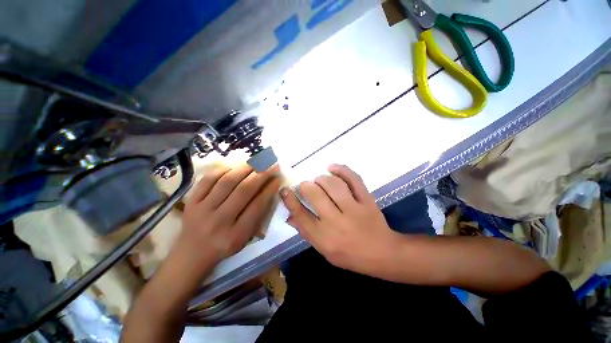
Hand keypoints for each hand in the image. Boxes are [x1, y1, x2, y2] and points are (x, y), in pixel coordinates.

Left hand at [178, 164, 280, 268]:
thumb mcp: (246, 237)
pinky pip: (207, 180)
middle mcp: (219, 221)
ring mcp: (202, 210)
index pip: (257, 205)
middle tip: (270, 164)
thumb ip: (258, 215)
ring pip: (226, 182)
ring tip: (255, 161)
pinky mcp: (191, 202)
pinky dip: (222, 170)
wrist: (191, 254)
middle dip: (261, 174)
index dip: (270, 189)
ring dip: (244, 168)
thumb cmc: (224, 246)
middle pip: (243, 190)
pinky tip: (234, 166)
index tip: (278, 178)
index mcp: (236, 234)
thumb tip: (269, 189)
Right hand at [280, 164, 401, 277]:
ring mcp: (354, 209)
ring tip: (318, 181)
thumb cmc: (350, 255)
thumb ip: (306, 231)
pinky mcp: (367, 200)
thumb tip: (290, 215)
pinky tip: (332, 168)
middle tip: (305, 186)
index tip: (285, 190)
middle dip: (305, 186)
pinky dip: (341, 169)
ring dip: (321, 179)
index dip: (290, 199)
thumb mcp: (324, 250)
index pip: (300, 214)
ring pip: (332, 184)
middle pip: (314, 194)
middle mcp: (336, 222)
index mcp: (323, 238)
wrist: (382, 253)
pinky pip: (353, 179)